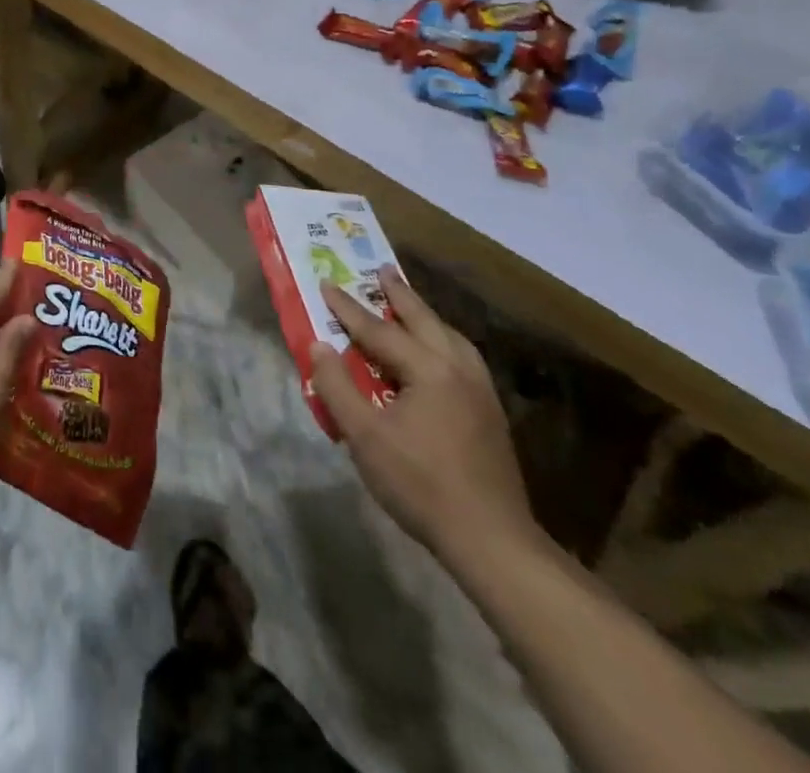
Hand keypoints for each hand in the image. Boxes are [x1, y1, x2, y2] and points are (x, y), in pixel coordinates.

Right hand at [309, 266, 540, 567]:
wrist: (491, 540)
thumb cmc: (419, 483)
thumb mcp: (364, 436)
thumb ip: (336, 386)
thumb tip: (318, 345)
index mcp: (429, 369)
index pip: (379, 329)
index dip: (348, 308)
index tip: (326, 283)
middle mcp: (459, 369)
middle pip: (424, 320)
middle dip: (399, 294)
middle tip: (381, 269)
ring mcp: (481, 391)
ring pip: (450, 337)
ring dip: (425, 316)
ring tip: (409, 304)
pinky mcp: (490, 413)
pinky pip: (462, 357)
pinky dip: (443, 340)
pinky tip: (437, 353)